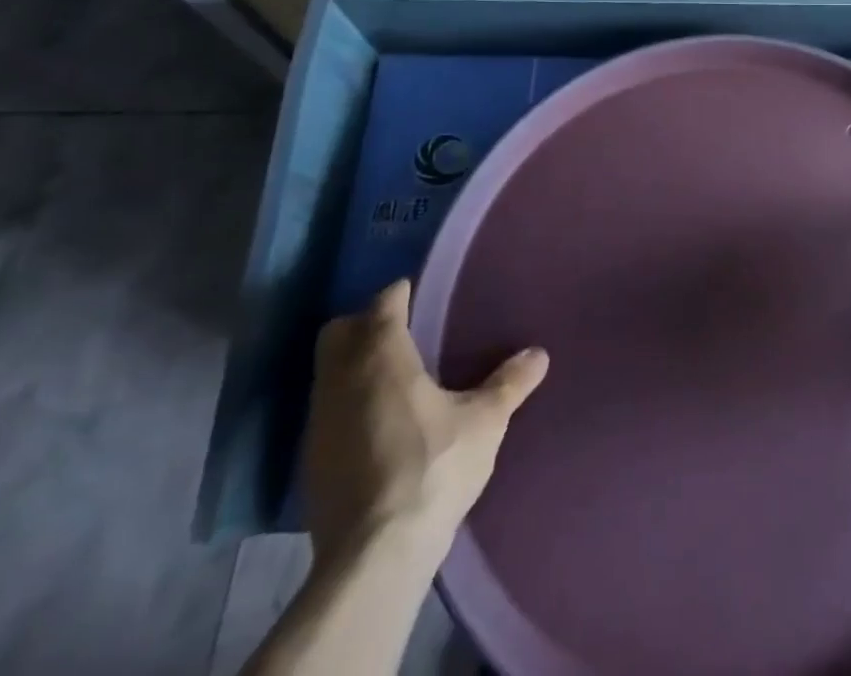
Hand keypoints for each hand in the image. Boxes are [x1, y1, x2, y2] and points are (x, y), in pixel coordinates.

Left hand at [302, 280, 547, 573]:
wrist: (374, 557)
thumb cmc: (433, 468)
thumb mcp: (485, 422)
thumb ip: (510, 383)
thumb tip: (539, 353)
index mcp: (381, 357)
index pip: (382, 304)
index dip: (399, 294)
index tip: (419, 294)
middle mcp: (341, 380)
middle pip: (339, 333)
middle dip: (364, 324)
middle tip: (401, 331)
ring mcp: (319, 424)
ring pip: (327, 374)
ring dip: (353, 366)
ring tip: (393, 377)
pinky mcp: (311, 464)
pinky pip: (326, 412)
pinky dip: (347, 405)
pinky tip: (378, 424)